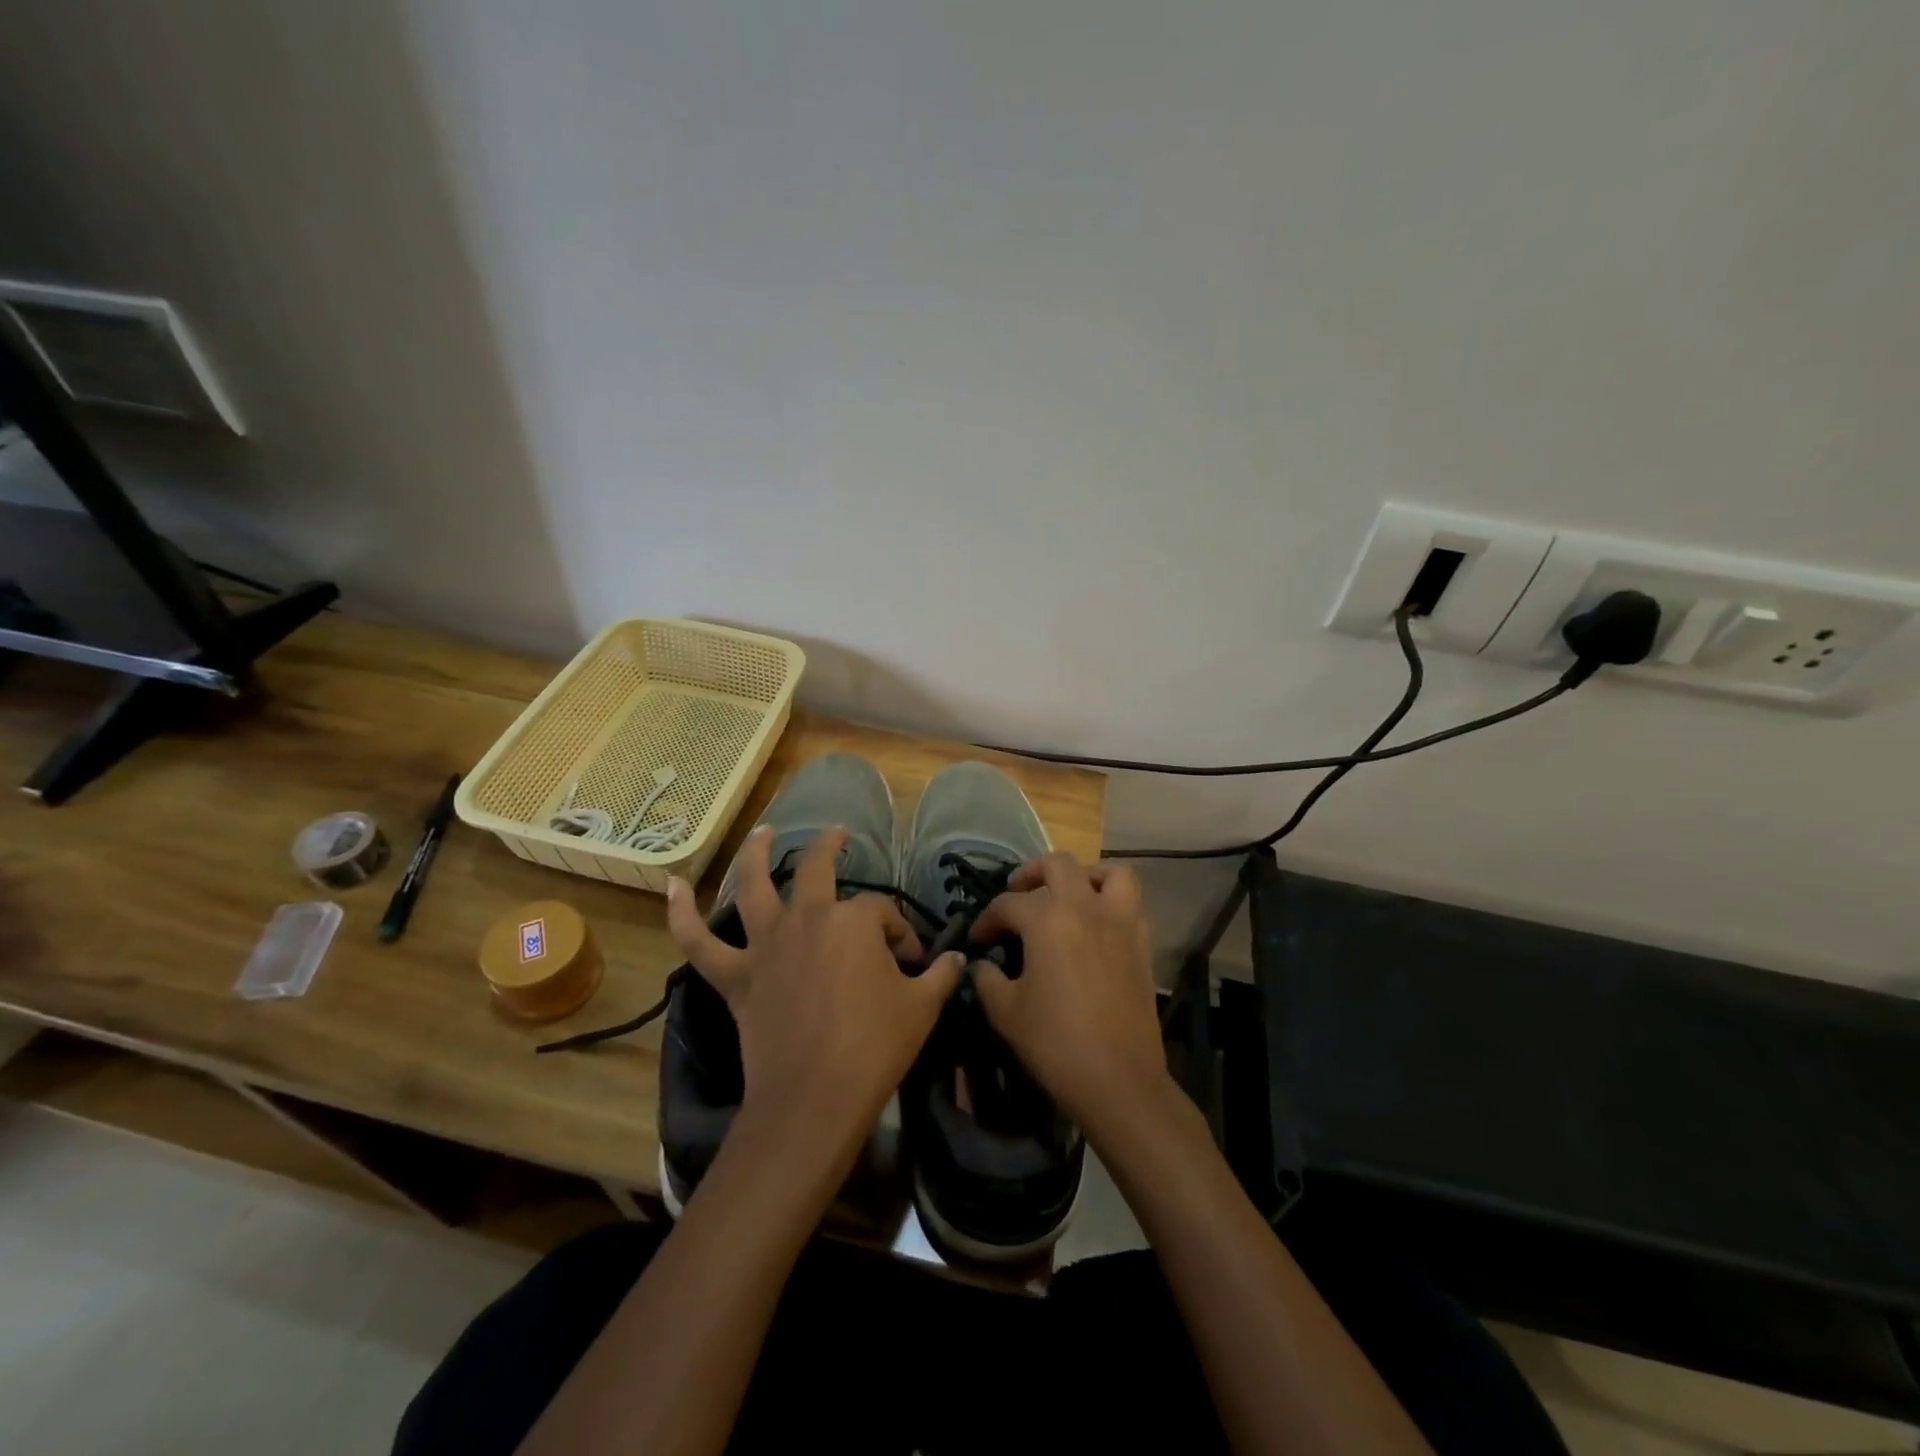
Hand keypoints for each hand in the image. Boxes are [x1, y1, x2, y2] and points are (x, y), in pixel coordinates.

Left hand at [667, 826, 963, 1171]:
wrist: (813, 1098)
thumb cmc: (874, 1047)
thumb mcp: (923, 1007)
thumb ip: (941, 975)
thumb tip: (959, 958)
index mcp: (854, 920)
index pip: (883, 913)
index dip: (901, 934)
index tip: (911, 962)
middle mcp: (807, 918)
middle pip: (817, 868)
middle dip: (831, 846)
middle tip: (839, 835)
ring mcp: (766, 944)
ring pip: (753, 885)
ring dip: (756, 853)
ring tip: (764, 832)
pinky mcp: (736, 975)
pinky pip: (698, 940)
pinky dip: (681, 913)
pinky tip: (672, 886)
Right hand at [968, 853, 1169, 1142]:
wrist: (1118, 1080)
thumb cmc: (1055, 1043)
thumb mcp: (1005, 1012)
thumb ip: (986, 979)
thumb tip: (981, 965)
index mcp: (1047, 919)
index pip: (1008, 904)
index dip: (986, 920)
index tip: (978, 941)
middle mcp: (1086, 907)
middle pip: (1058, 864)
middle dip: (1031, 873)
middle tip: (1017, 894)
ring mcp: (1120, 922)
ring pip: (1109, 872)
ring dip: (1084, 875)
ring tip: (1067, 894)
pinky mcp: (1142, 943)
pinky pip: (1130, 903)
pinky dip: (1111, 901)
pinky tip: (1095, 926)